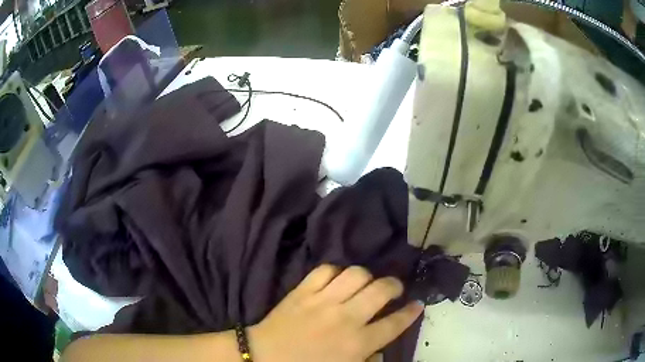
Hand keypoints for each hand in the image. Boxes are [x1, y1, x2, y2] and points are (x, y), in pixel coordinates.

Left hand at [249, 265, 423, 361]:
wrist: (265, 357)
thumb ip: (367, 358)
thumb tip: (380, 347)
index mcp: (357, 343)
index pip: (394, 323)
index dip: (411, 312)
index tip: (417, 304)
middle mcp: (345, 318)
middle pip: (381, 290)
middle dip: (394, 286)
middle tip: (393, 290)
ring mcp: (323, 301)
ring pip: (356, 274)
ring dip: (367, 277)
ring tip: (365, 285)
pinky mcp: (302, 290)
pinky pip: (325, 270)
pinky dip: (335, 272)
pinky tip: (337, 280)